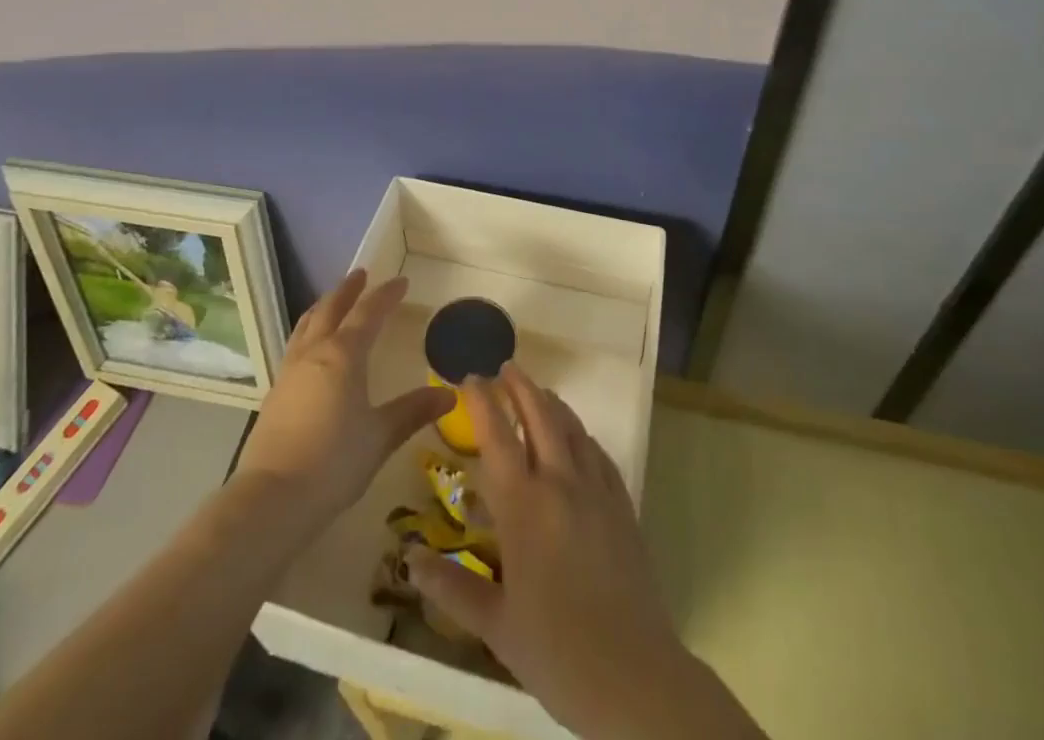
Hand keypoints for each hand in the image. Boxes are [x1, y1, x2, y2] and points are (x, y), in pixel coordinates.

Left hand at [234, 270, 454, 531]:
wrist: (272, 498)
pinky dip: (308, 332)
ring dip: (323, 307)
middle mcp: (314, 353)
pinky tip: (311, 348)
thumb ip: (413, 411)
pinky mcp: (275, 393)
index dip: (385, 295)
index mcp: (343, 355)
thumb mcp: (380, 436)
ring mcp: (290, 372)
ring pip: (307, 325)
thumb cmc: (334, 462)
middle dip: (348, 290)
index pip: (368, 313)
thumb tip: (449, 394)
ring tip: (332, 301)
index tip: (401, 282)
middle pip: (330, 309)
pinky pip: (295, 346)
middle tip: (361, 275)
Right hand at [408, 366, 762, 739]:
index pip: (497, 435)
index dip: (482, 401)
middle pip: (540, 416)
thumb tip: (409, 559)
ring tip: (537, 392)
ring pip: (571, 428)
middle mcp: (560, 483)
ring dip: (551, 403)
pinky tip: (576, 439)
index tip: (470, 377)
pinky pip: (598, 453)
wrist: (634, 676)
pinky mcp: (622, 505)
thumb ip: (450, 586)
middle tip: (505, 367)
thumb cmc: (556, 650)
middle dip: (520, 387)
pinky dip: (580, 434)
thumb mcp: (494, 624)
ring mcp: (596, 491)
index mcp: (523, 506)